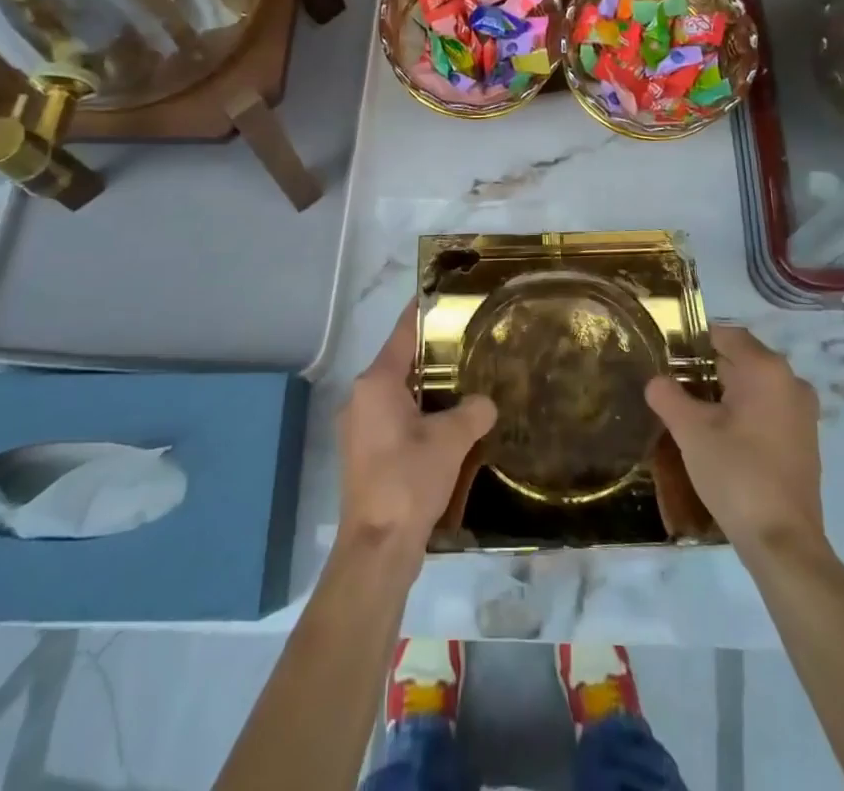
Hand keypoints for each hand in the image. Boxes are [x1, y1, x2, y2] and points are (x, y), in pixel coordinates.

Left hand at [338, 300, 496, 556]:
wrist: (377, 548)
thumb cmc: (409, 481)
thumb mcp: (451, 441)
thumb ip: (472, 412)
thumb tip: (485, 403)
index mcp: (376, 383)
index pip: (402, 334)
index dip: (423, 313)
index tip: (443, 296)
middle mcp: (361, 398)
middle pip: (400, 363)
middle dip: (433, 355)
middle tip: (469, 344)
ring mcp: (358, 427)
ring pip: (398, 393)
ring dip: (427, 389)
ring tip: (465, 382)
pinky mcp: (364, 453)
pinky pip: (394, 418)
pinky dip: (418, 414)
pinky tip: (447, 425)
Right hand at [645, 324, 826, 554]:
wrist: (783, 542)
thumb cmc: (736, 473)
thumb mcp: (690, 430)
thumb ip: (667, 395)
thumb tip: (657, 381)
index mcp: (767, 370)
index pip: (726, 335)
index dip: (693, 341)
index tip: (666, 355)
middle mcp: (791, 382)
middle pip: (741, 360)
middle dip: (705, 368)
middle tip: (672, 385)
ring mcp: (802, 413)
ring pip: (754, 387)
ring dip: (723, 393)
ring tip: (689, 411)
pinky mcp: (804, 441)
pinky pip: (767, 409)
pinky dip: (742, 413)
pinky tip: (717, 435)